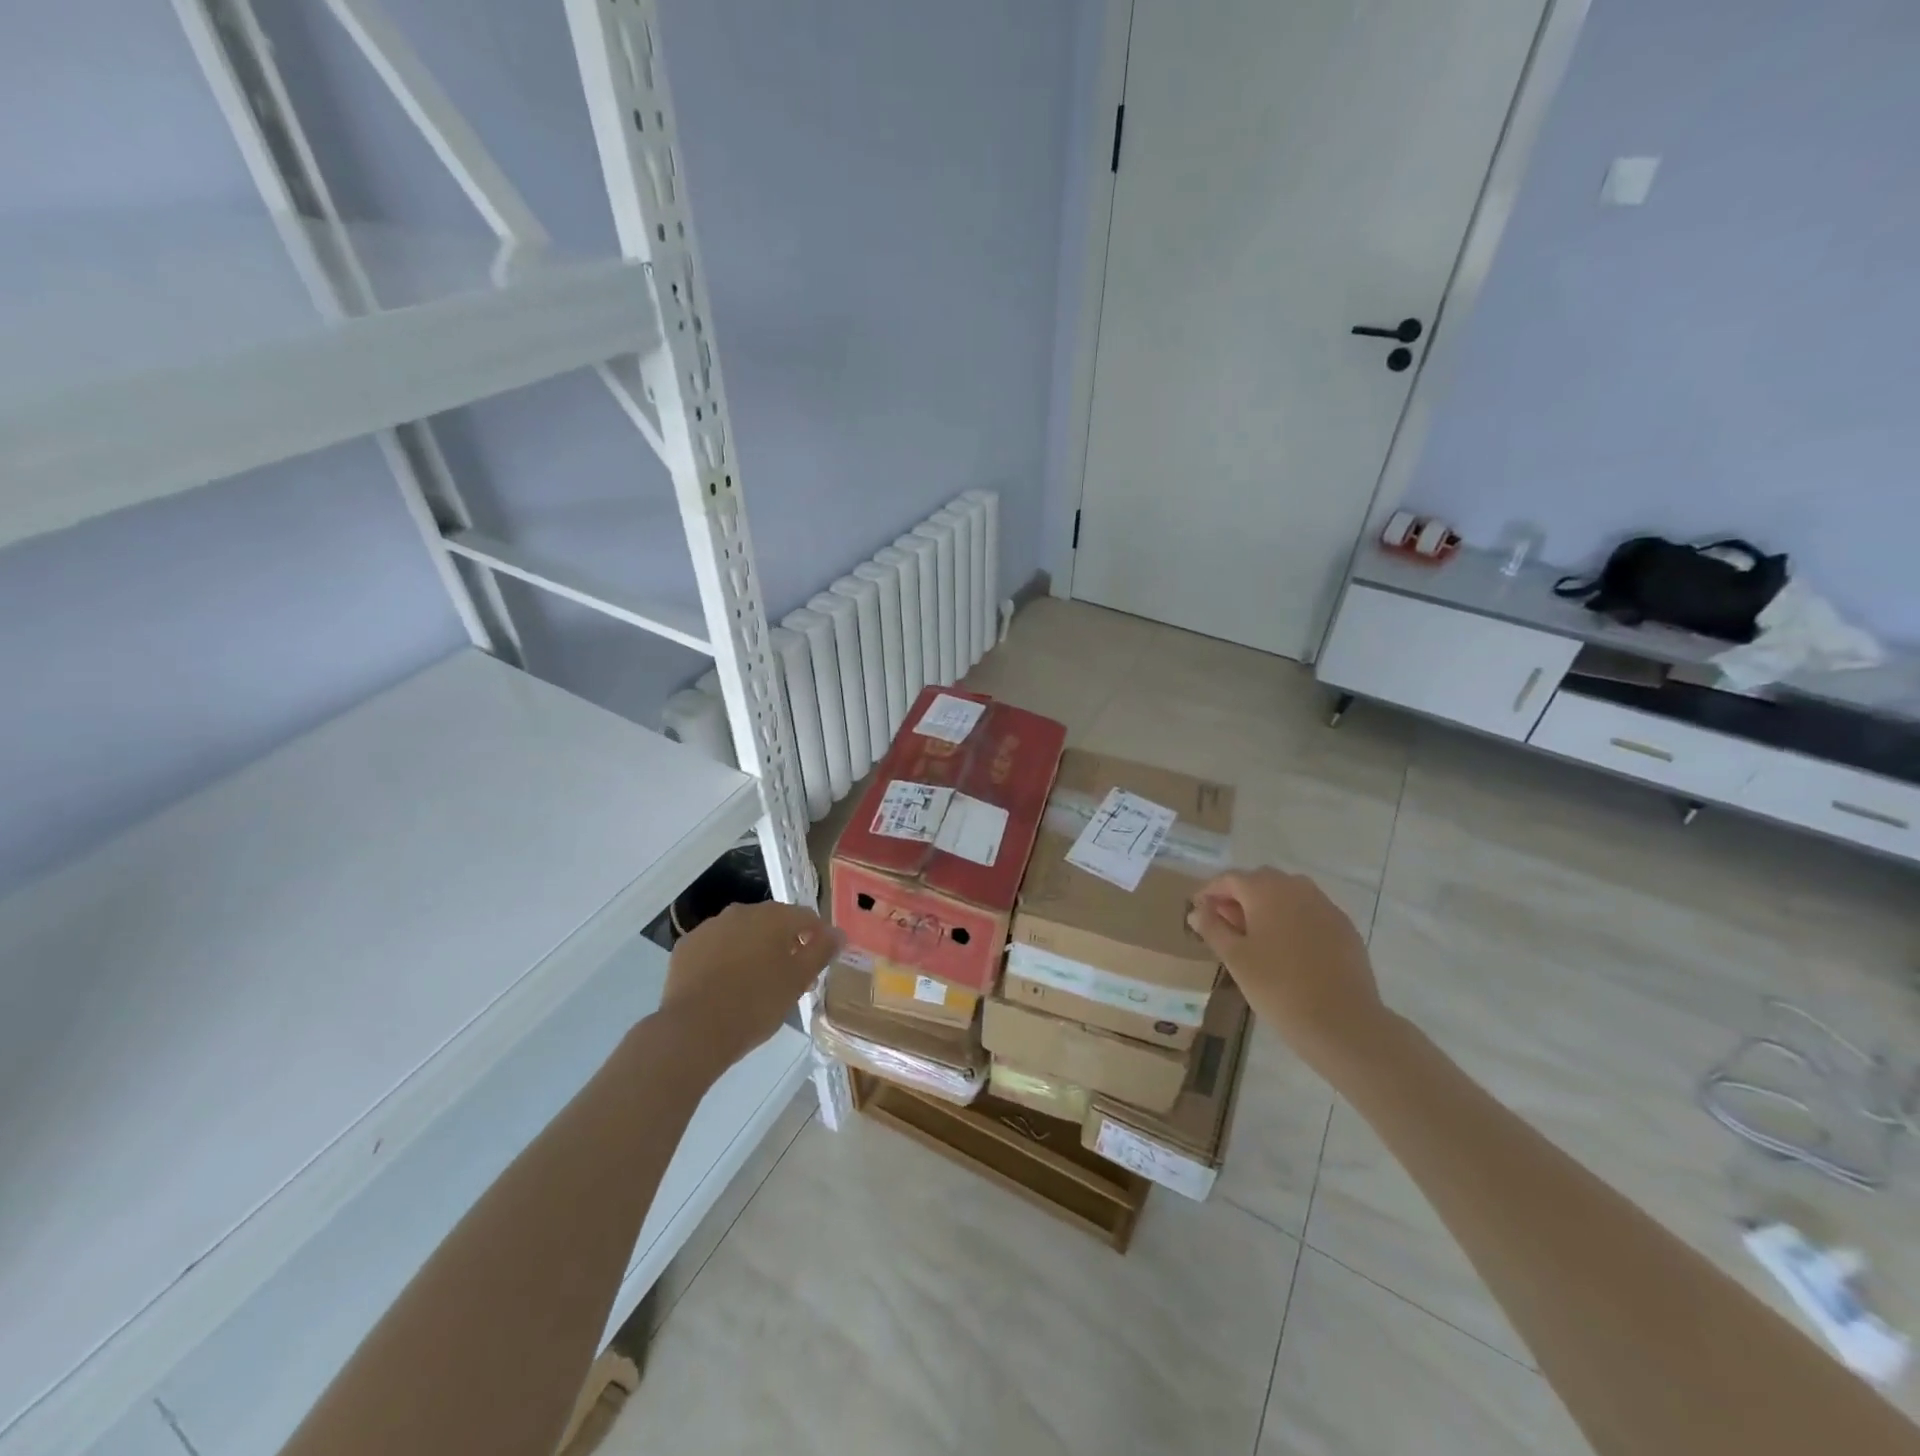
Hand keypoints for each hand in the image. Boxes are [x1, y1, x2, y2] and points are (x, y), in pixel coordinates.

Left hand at [660, 901, 839, 1075]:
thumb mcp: (798, 981)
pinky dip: (725, 959)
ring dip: (755, 950)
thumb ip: (821, 951)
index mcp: (773, 917)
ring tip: (757, 984)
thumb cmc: (756, 1004)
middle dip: (785, 944)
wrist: (694, 1031)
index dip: (818, 938)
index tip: (819, 964)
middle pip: (773, 923)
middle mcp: (742, 912)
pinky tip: (726, 985)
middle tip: (791, 978)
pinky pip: (715, 947)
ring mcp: (710, 927)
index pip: (806, 917)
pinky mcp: (686, 946)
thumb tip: (839, 933)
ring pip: (742, 933)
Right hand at [1187, 867, 1392, 1076]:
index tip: (1198, 911)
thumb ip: (1213, 928)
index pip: (1229, 879)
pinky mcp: (1344, 926)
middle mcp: (1296, 887)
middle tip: (1225, 925)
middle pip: (1259, 881)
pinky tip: (1288, 948)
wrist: (1342, 1022)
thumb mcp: (1235, 958)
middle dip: (1238, 896)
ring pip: (1287, 893)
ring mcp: (1325, 905)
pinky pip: (1309, 911)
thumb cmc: (1278, 987)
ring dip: (1266, 905)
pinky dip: (1292, 919)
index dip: (1209, 892)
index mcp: (1265, 890)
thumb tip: (1197, 911)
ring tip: (1255, 936)